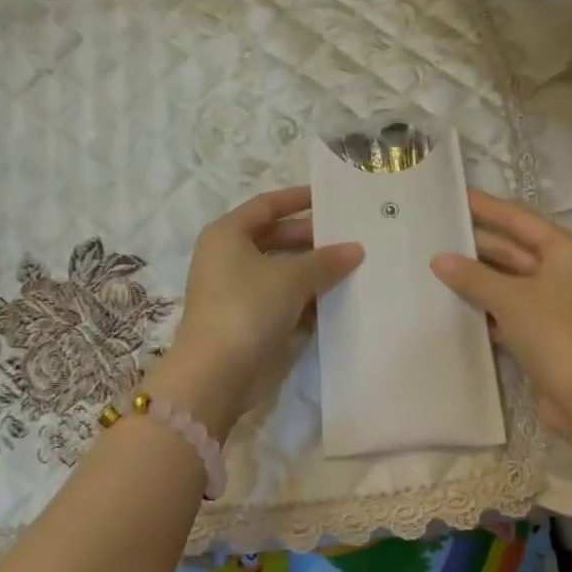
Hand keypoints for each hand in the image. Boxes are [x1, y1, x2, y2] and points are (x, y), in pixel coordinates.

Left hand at [152, 187, 362, 437]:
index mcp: (227, 234)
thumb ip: (326, 260)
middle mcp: (228, 257)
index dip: (298, 199)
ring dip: (312, 269)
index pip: (267, 205)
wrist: (216, 374)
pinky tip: (336, 297)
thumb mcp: (291, 277)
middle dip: (312, 238)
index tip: (331, 198)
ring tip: (353, 265)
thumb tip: (355, 248)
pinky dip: (305, 296)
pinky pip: (281, 298)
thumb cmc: (248, 308)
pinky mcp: (247, 319)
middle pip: (276, 237)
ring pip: (281, 270)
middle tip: (351, 237)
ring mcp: (236, 290)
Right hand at [430, 190, 571, 445]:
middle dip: (478, 245)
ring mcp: (557, 305)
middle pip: (515, 250)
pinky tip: (457, 306)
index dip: (488, 208)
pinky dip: (488, 307)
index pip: (520, 220)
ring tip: (438, 266)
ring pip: (511, 282)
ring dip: (480, 278)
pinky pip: (511, 311)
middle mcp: (565, 273)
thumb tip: (440, 259)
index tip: (458, 196)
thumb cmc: (557, 334)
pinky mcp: (547, 335)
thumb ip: (473, 277)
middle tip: (437, 234)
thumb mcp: (511, 299)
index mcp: (567, 251)